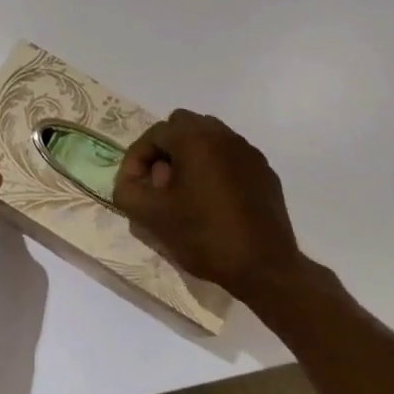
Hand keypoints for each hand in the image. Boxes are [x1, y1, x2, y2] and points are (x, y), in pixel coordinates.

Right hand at [113, 109, 313, 298]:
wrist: (265, 268)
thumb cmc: (204, 236)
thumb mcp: (151, 216)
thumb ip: (127, 189)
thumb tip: (132, 178)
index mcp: (195, 139)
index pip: (154, 134)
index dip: (137, 159)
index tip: (135, 187)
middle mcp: (223, 135)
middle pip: (182, 126)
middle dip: (165, 150)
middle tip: (161, 183)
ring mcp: (248, 152)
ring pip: (208, 138)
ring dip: (190, 157)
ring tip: (186, 192)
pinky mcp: (265, 171)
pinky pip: (230, 157)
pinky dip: (215, 169)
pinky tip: (214, 201)